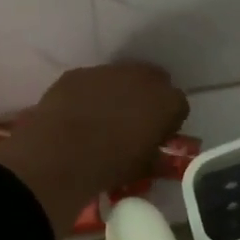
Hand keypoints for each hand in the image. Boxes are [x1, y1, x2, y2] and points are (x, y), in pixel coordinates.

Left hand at [0, 64, 188, 239]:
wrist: (60, 154)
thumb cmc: (110, 165)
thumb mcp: (143, 168)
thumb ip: (157, 155)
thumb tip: (158, 153)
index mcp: (167, 102)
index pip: (179, 106)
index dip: (169, 122)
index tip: (158, 136)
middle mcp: (142, 77)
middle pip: (154, 82)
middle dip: (148, 98)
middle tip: (134, 122)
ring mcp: (108, 71)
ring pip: (121, 77)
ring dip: (119, 92)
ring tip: (103, 118)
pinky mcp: (79, 73)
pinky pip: (91, 81)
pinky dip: (89, 94)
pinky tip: (78, 113)